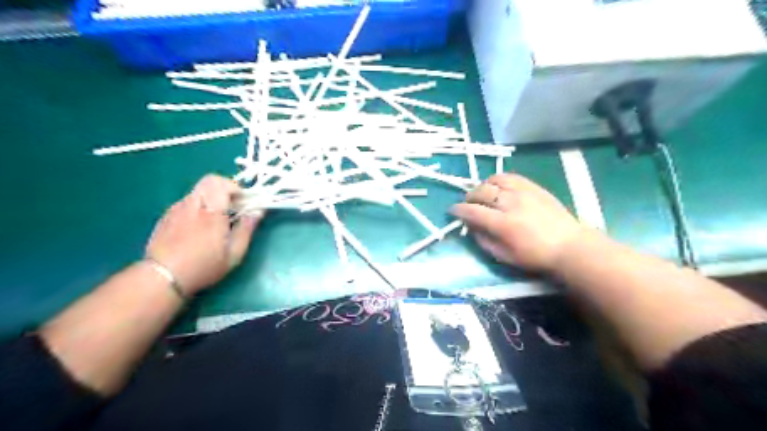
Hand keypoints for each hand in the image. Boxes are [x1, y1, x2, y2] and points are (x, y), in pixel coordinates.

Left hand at [145, 173, 265, 292]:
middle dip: (225, 189)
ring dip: (212, 198)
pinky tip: (200, 227)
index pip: (222, 183)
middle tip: (234, 207)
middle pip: (209, 181)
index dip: (237, 188)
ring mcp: (177, 209)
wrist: (162, 278)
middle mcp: (193, 205)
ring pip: (198, 191)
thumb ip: (247, 229)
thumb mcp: (234, 254)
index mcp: (211, 212)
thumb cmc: (203, 267)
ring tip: (217, 219)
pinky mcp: (167, 216)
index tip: (245, 202)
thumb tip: (258, 212)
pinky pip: (187, 202)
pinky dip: (199, 207)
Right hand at [451, 174, 588, 269]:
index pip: (472, 211)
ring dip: (483, 187)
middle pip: (481, 192)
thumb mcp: (504, 256)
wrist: (569, 245)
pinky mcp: (533, 186)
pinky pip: (509, 176)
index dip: (458, 210)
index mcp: (503, 224)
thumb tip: (471, 227)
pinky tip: (498, 187)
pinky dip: (498, 180)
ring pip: (493, 180)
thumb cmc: (535, 256)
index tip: (452, 211)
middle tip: (468, 204)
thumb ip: (484, 241)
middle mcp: (510, 203)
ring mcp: (523, 192)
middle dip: (469, 197)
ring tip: (483, 195)